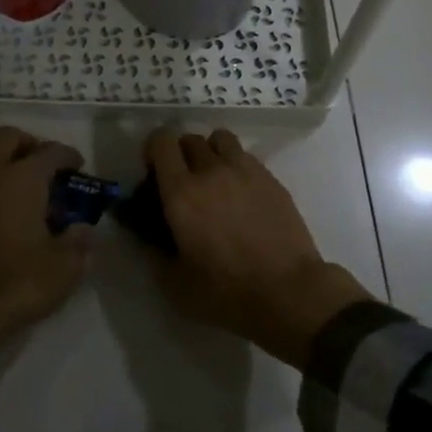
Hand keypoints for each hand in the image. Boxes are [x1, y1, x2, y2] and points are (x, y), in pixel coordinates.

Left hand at [0, 127, 92, 376]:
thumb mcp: (65, 266)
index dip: (68, 156)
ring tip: (36, 192)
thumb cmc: (19, 281)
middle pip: (8, 138)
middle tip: (49, 167)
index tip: (80, 168)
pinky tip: (17, 212)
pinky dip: (0, 184)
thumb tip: (84, 230)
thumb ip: (79, 242)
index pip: (50, 151)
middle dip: (30, 144)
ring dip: (11, 163)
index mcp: (24, 178)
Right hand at [145, 128, 372, 368]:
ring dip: (210, 152)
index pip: (161, 142)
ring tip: (214, 178)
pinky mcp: (270, 178)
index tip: (154, 170)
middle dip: (181, 154)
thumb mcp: (175, 284)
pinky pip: (245, 156)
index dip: (153, 149)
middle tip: (183, 181)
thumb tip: (143, 234)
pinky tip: (241, 193)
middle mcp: (211, 171)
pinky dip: (236, 165)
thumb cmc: (227, 292)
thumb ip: (153, 252)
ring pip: (220, 139)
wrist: (289, 292)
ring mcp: (245, 170)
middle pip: (189, 138)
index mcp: (181, 193)